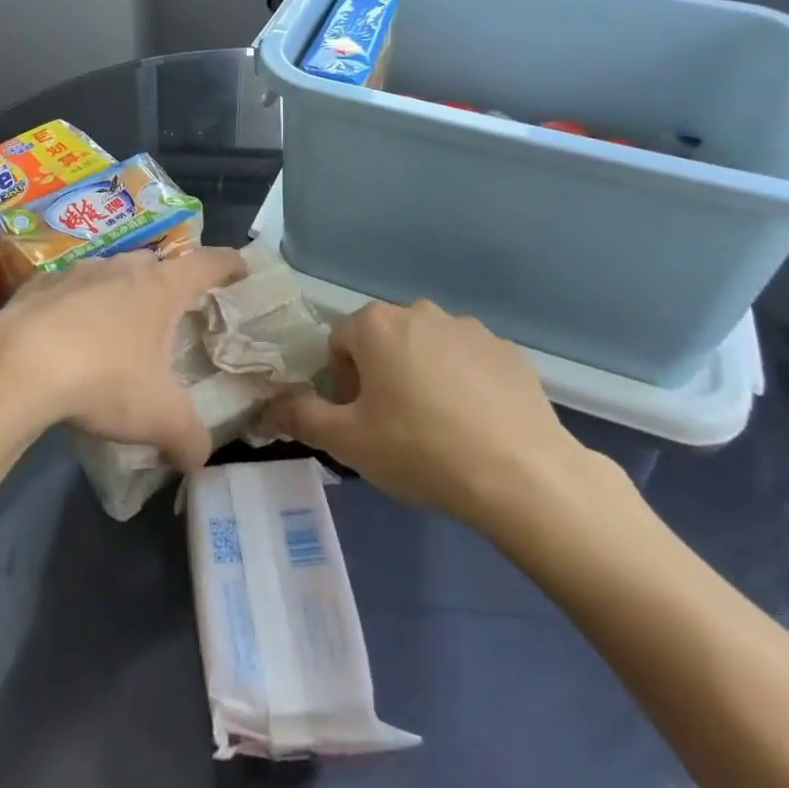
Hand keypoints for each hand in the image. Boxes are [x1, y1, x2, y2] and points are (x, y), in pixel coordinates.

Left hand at [0, 247, 244, 469]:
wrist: (17, 365)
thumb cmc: (103, 379)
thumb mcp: (158, 418)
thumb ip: (188, 438)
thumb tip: (200, 459)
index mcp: (159, 287)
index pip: (207, 264)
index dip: (228, 264)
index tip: (240, 266)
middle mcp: (121, 268)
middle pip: (155, 264)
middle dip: (168, 282)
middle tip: (173, 309)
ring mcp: (76, 271)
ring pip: (109, 273)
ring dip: (119, 292)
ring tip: (118, 325)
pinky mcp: (37, 285)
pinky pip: (67, 289)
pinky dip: (75, 305)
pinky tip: (66, 334)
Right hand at [262, 299, 607, 535]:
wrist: (523, 476)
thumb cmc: (421, 450)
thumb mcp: (348, 442)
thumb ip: (300, 417)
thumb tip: (265, 407)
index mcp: (377, 325)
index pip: (340, 342)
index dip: (342, 382)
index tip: (360, 420)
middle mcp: (421, 312)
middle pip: (384, 340)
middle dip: (382, 375)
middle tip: (394, 426)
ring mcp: (470, 328)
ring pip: (428, 348)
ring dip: (423, 376)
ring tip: (439, 429)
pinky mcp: (509, 351)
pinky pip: (470, 362)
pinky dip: (465, 384)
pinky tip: (476, 426)